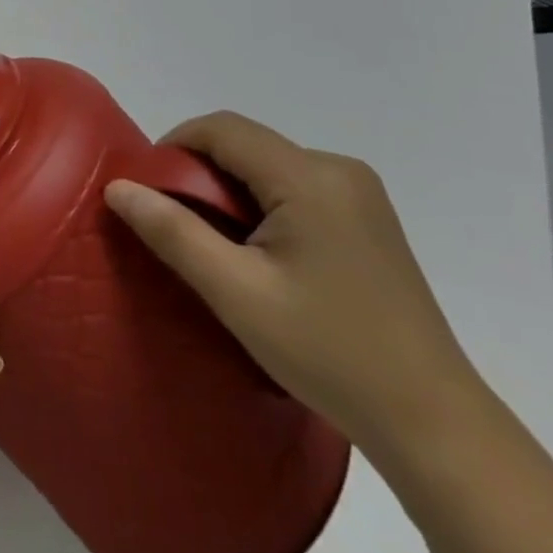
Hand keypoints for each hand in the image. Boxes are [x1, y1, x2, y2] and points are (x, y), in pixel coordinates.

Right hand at [104, 112, 479, 460]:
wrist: (434, 424)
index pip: (222, 129)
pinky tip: (260, 254)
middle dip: (200, 173)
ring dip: (230, 191)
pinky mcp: (367, 217)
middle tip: (176, 225)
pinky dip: (261, 204)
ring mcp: (359, 193)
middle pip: (245, 144)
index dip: (174, 146)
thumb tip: (118, 188)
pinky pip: (294, 186)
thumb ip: (172, 232)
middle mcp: (338, 169)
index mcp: (310, 177)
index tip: (148, 190)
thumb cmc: (329, 353)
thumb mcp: (236, 293)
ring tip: (215, 246)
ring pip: (268, 165)